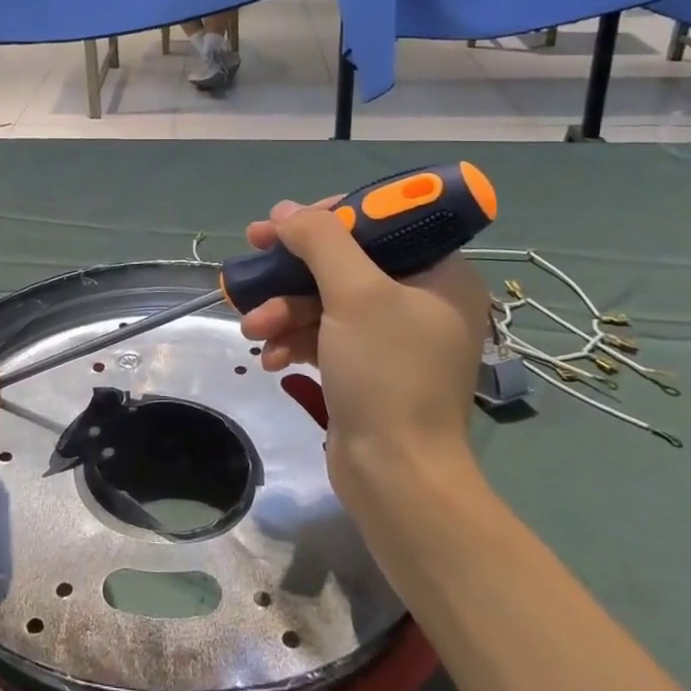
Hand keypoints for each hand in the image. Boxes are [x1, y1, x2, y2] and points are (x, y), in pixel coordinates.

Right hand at [237, 199, 492, 501]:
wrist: (396, 478)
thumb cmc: (387, 375)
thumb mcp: (354, 294)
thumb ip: (320, 240)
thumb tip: (285, 212)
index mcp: (439, 274)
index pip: (379, 221)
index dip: (327, 215)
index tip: (282, 222)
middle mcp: (420, 299)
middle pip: (344, 260)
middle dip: (292, 268)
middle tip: (251, 255)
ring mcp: (392, 336)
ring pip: (325, 298)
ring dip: (284, 308)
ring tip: (253, 327)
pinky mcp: (365, 366)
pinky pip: (323, 334)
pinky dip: (294, 338)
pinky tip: (271, 358)